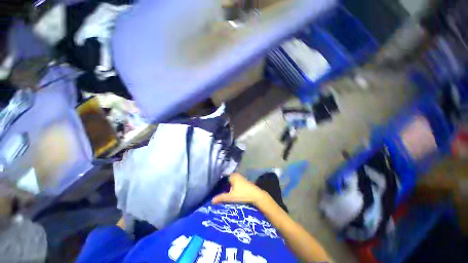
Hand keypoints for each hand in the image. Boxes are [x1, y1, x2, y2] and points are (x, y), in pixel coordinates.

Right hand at [212, 173, 268, 205]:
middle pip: (227, 180)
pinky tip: (230, 192)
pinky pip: (235, 183)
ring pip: (231, 182)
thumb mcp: (231, 197)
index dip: (218, 183)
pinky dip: (232, 187)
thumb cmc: (243, 194)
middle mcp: (236, 175)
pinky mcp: (243, 181)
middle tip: (218, 192)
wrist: (256, 195)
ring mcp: (240, 178)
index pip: (223, 178)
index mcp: (232, 176)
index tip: (214, 189)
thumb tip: (211, 200)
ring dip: (228, 187)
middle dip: (223, 185)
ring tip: (223, 193)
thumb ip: (221, 198)